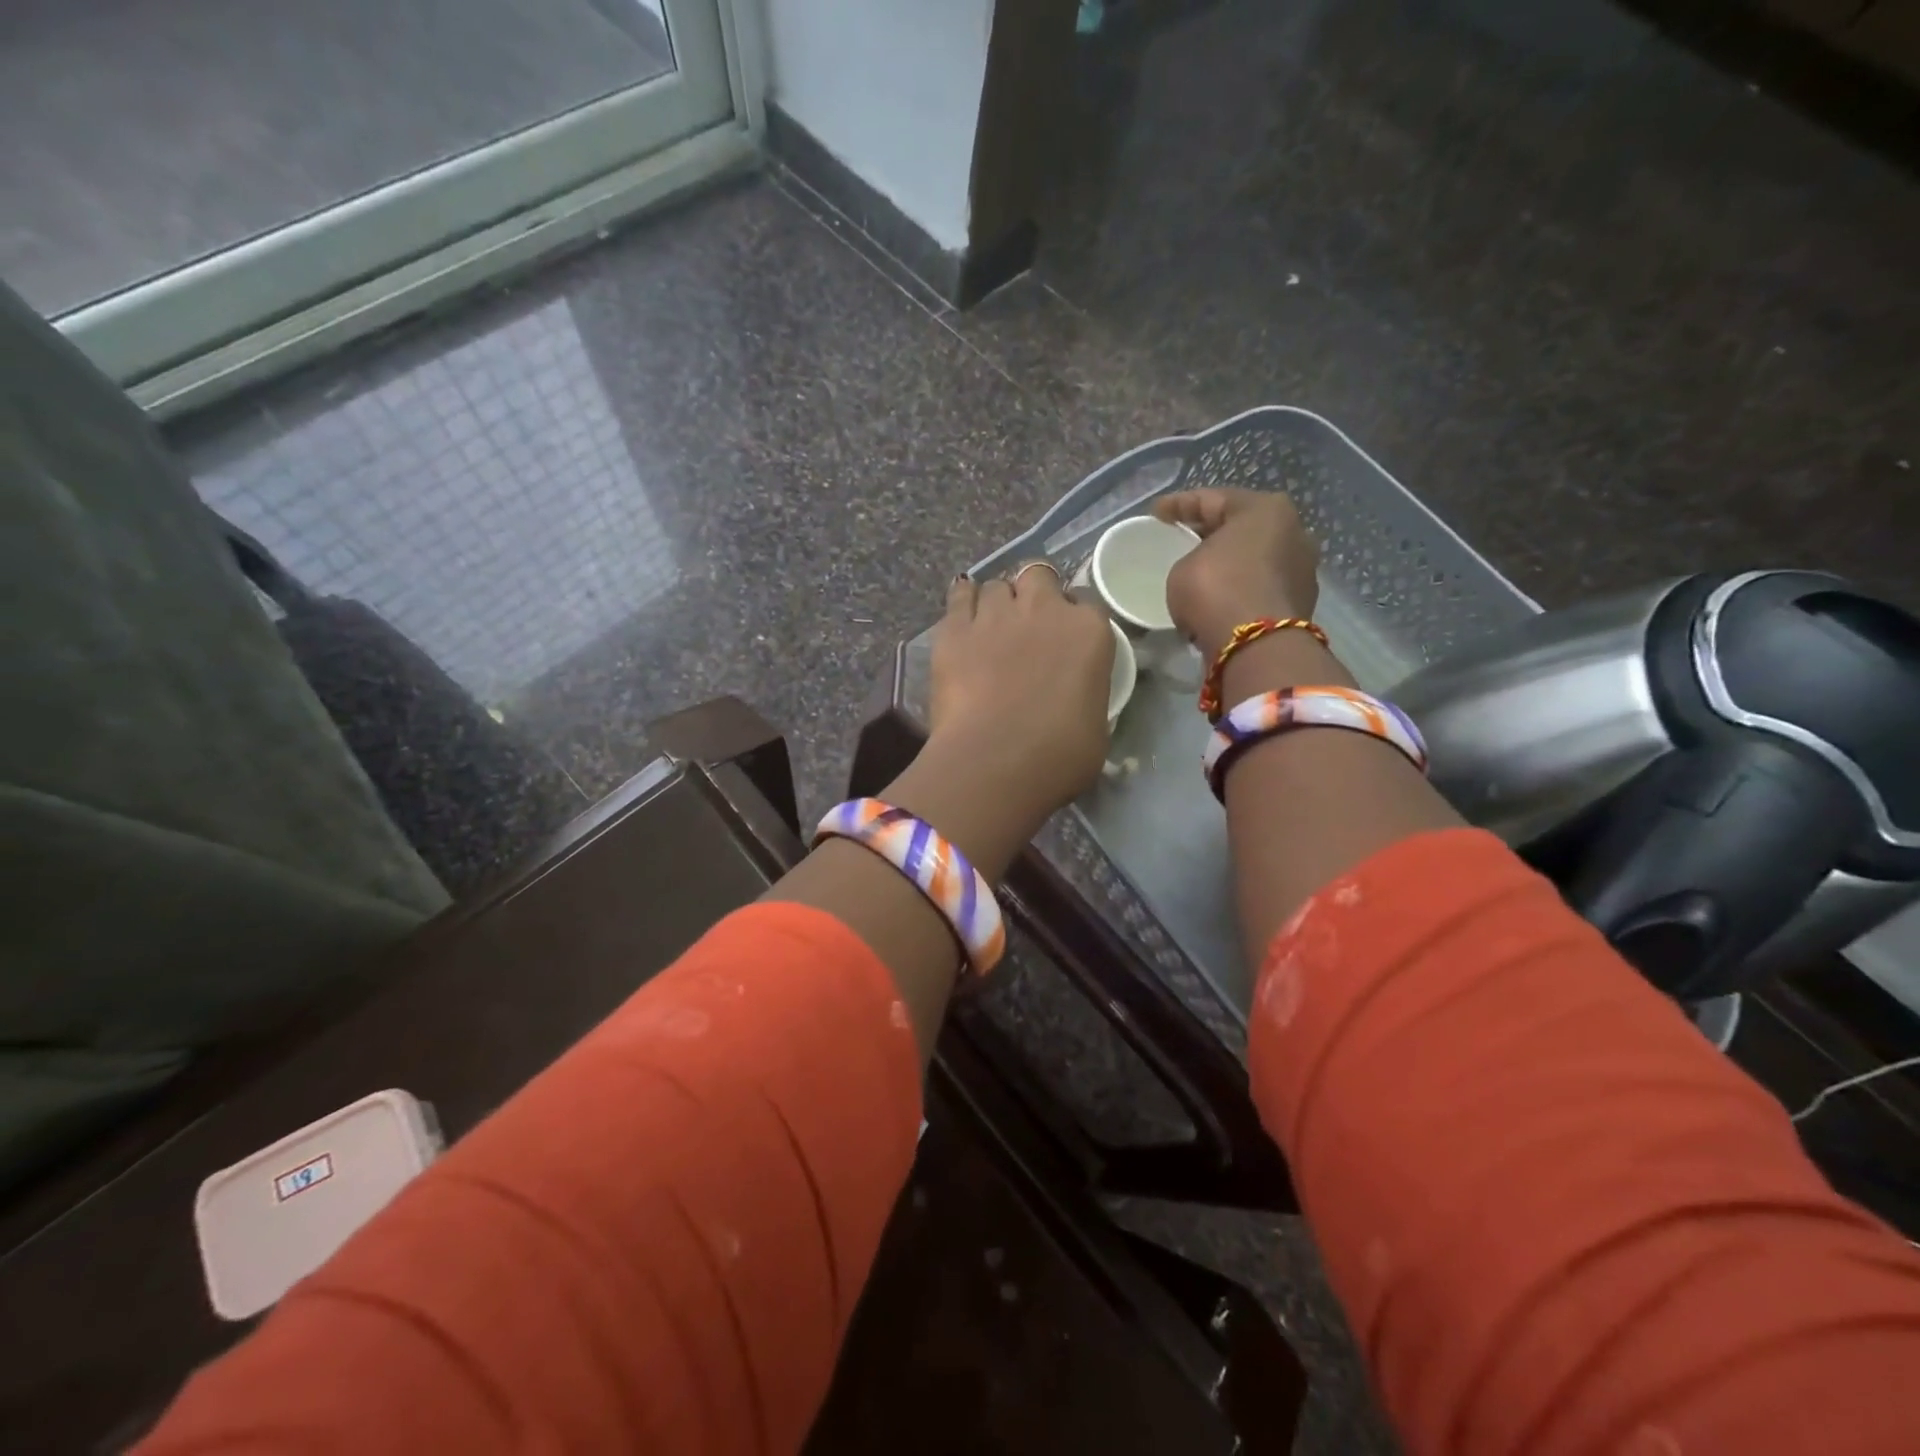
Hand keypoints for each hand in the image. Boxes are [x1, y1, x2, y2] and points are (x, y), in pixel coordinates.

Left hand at [924, 566, 1115, 827]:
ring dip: (996, 602)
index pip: (1086, 605)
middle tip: (1027, 627)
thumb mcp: (1096, 727)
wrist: (994, 763)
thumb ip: (1086, 694)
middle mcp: (1044, 609)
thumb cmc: (1058, 756)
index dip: (1072, 620)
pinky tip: (961, 622)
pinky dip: (962, 604)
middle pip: (1038, 576)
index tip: (1064, 642)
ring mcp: (996, 614)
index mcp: (1089, 632)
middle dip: (1033, 593)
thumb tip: (1073, 698)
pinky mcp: (954, 628)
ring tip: (990, 629)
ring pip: (996, 585)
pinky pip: (959, 597)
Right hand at [1154, 490, 1319, 658]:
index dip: (1179, 504)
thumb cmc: (1216, 590)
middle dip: (1210, 532)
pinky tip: (1217, 598)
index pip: (1213, 499)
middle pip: (1241, 526)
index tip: (1156, 513)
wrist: (1256, 646)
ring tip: (1200, 572)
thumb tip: (1204, 568)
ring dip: (1228, 563)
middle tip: (1180, 539)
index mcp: (1266, 509)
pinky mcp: (1300, 602)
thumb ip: (1193, 558)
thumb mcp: (1183, 567)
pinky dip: (1238, 588)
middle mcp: (1294, 531)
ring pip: (1253, 558)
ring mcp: (1302, 568)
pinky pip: (1259, 586)